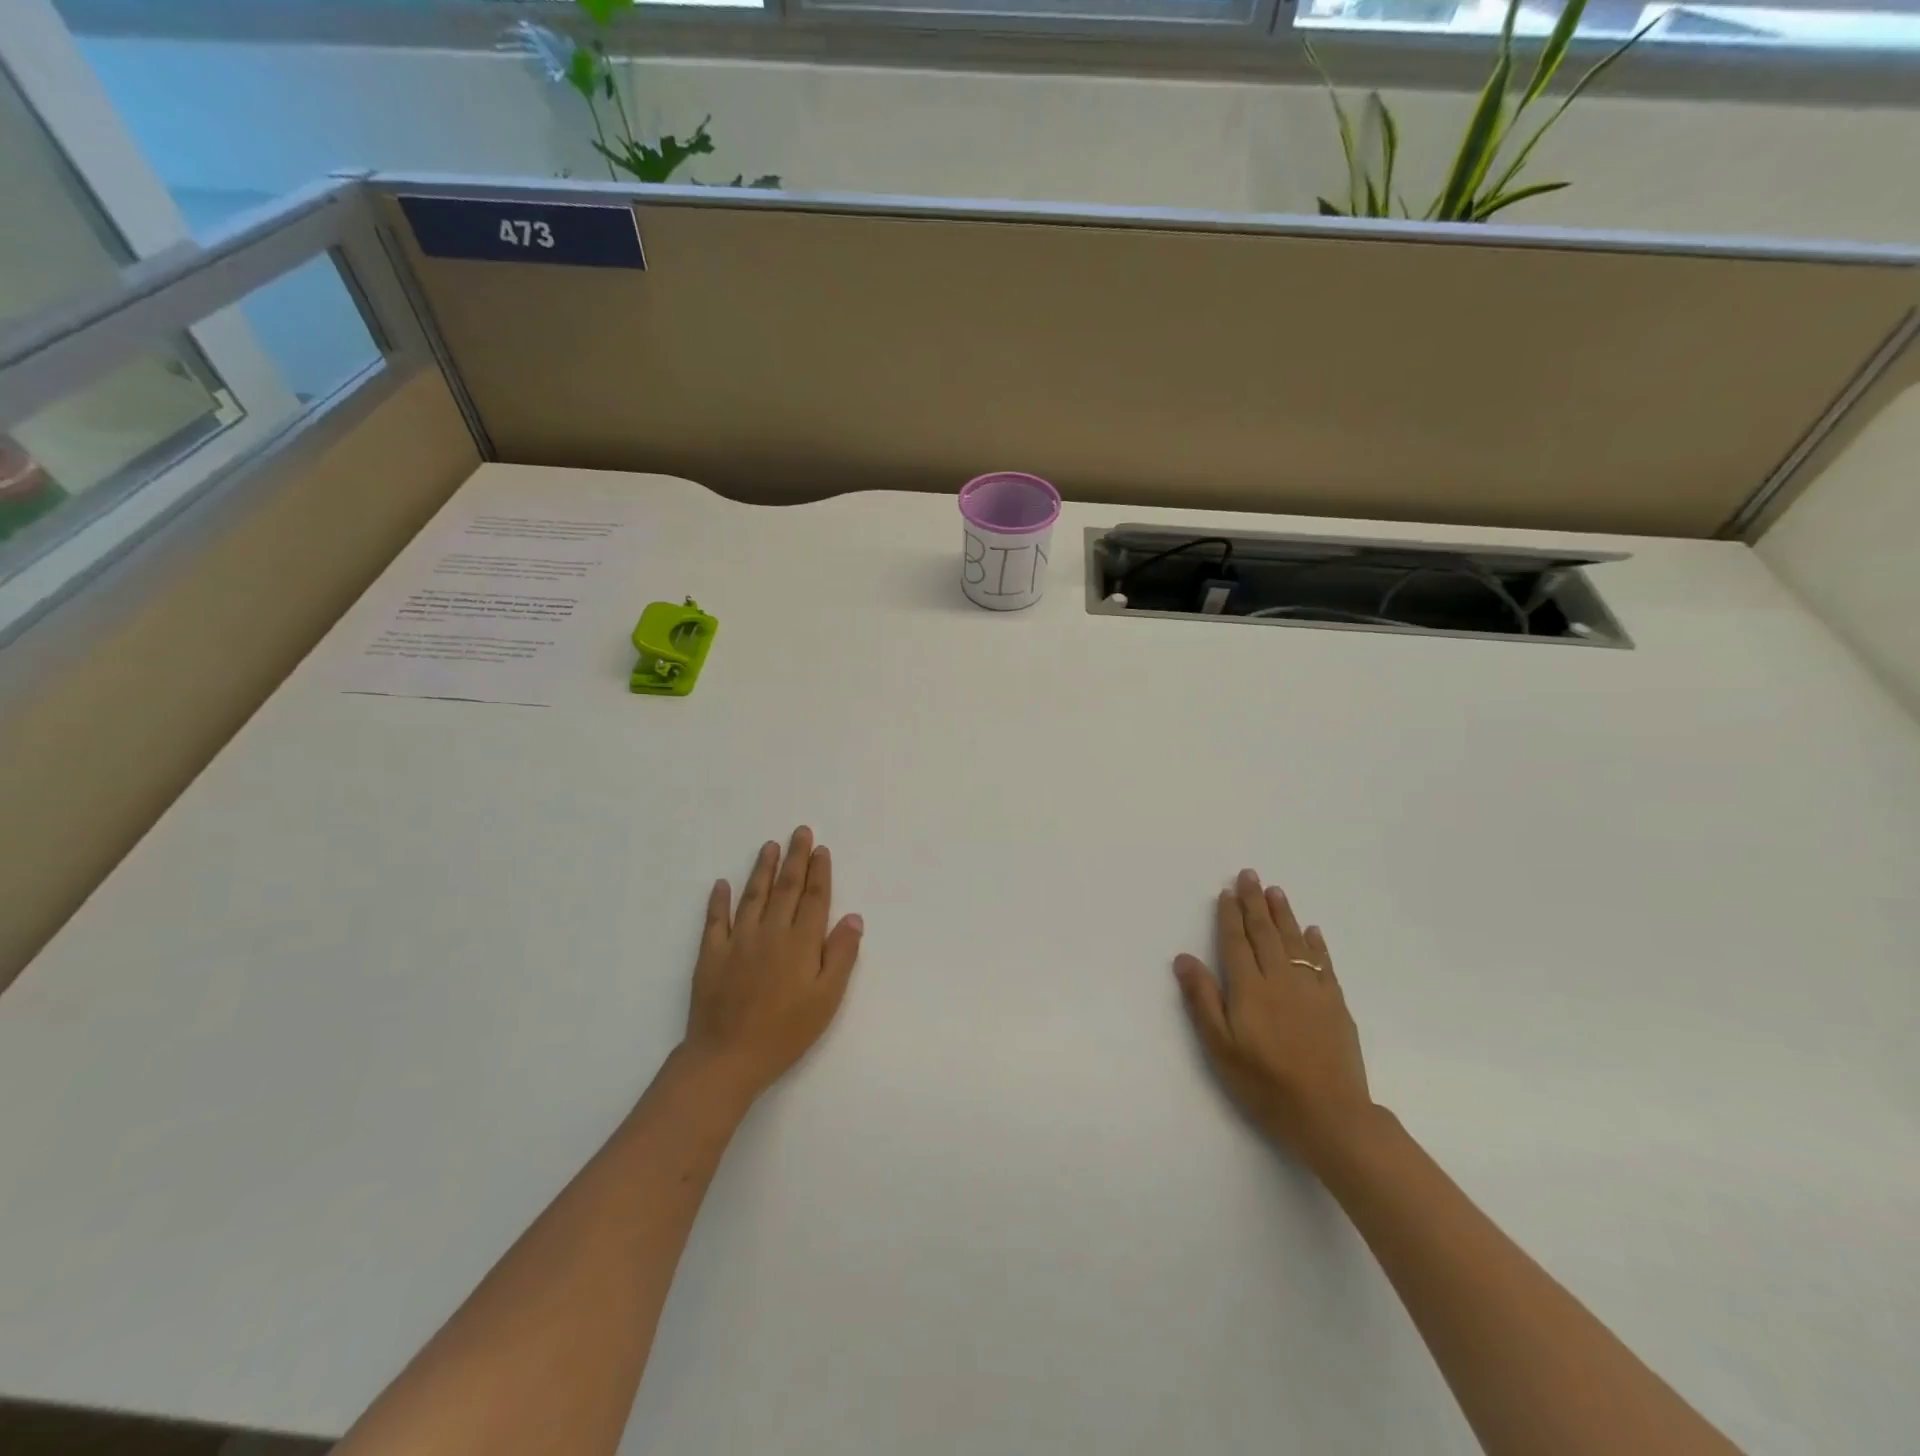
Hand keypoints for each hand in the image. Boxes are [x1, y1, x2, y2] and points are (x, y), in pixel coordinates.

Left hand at [682, 827, 863, 1103]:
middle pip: (786, 888)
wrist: (727, 1057)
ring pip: (753, 895)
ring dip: (762, 869)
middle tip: (799, 832)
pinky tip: (721, 884)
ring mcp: (737, 940)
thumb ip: (841, 955)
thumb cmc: (786, 1032)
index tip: (821, 849)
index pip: (814, 898)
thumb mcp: (826, 999)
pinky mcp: (710, 955)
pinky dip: (718, 900)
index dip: (819, 872)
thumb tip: (853, 917)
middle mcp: (770, 932)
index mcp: (801, 942)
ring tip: (769, 846)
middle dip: (795, 858)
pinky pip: (715, 920)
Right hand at [1174, 870, 1373, 1164]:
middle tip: (1250, 875)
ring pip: (1294, 941)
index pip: (1236, 941)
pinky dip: (1315, 943)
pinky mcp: (1335, 1004)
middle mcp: (1280, 979)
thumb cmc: (1265, 1084)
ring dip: (1283, 914)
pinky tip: (1311, 931)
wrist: (1330, 1115)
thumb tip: (1184, 958)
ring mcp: (1311, 989)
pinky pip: (1322, 963)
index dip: (1230, 915)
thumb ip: (1202, 1000)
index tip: (1227, 892)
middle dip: (1255, 902)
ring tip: (1276, 891)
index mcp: (1249, 988)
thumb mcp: (1220, 1047)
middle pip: (1264, 932)